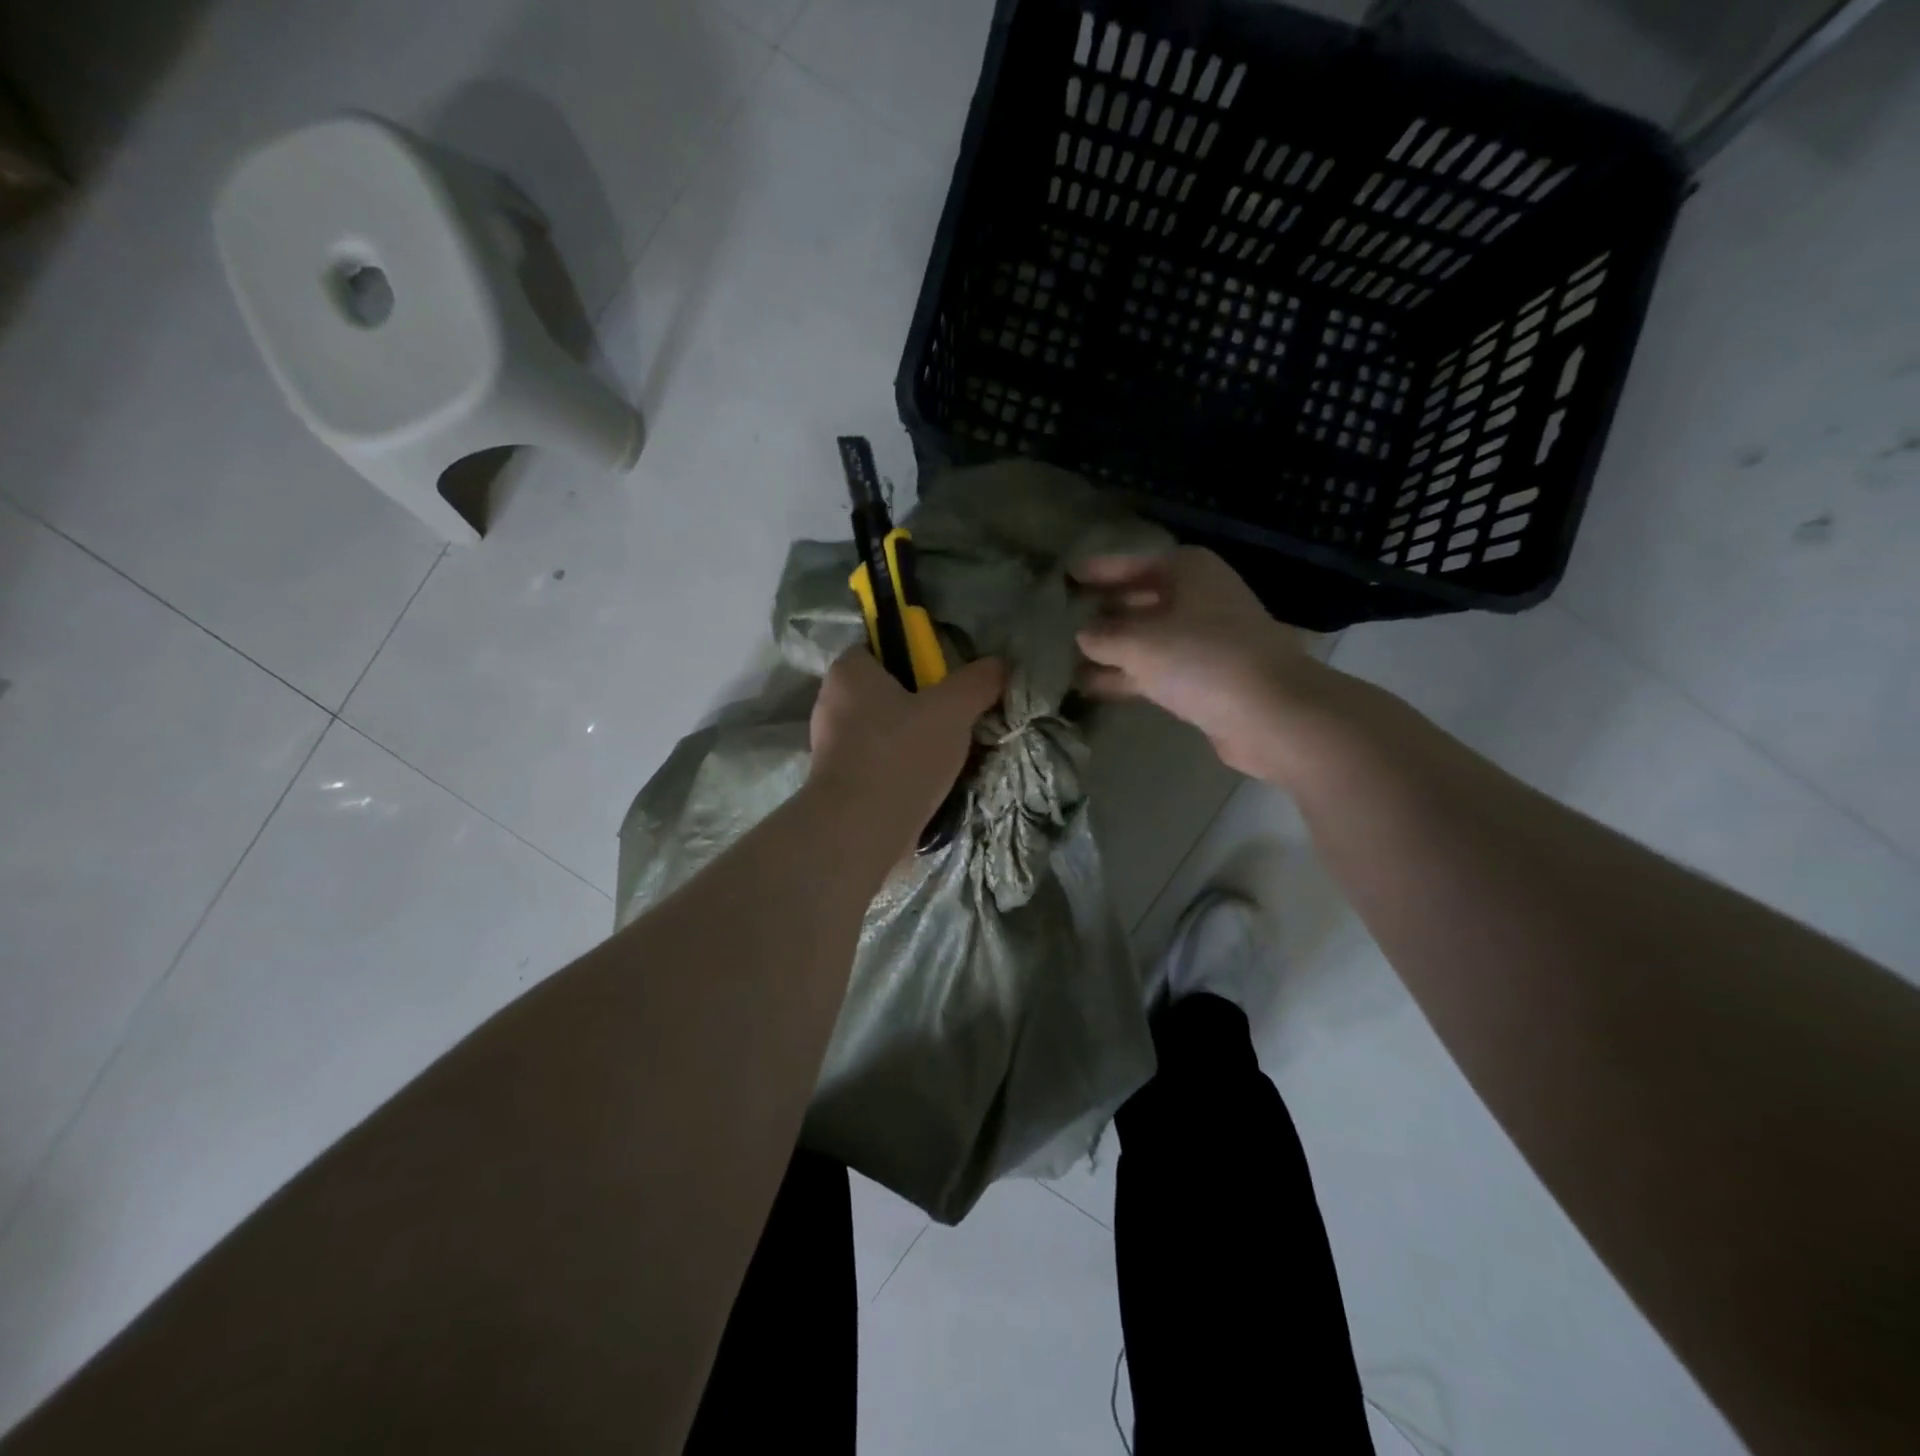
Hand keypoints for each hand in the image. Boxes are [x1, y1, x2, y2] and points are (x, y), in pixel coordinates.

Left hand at [809, 648, 1006, 863]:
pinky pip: (879, 764)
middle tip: (957, 719)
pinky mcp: (840, 783)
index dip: (916, 658)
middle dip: (923, 704)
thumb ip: (978, 682)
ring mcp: (832, 747)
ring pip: (886, 731)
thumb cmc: (901, 755)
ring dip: (915, 741)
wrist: (860, 832)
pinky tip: (930, 783)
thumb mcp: (952, 710)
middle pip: (887, 692)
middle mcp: (832, 703)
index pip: (881, 648)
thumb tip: (1000, 664)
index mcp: (848, 673)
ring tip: (950, 756)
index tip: (947, 680)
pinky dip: (903, 769)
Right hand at [1074, 548, 1319, 780]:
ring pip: (1146, 639)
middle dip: (1103, 613)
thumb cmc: (1201, 658)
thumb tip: (1083, 635)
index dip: (1099, 570)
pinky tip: (1091, 686)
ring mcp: (1204, 640)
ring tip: (1065, 658)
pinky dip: (1127, 675)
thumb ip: (1102, 636)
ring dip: (1110, 650)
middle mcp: (1197, 598)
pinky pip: (1156, 670)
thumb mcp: (1138, 642)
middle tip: (1061, 619)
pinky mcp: (1206, 678)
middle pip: (1140, 600)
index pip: (1132, 563)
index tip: (1067, 575)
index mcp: (1188, 571)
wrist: (1270, 712)